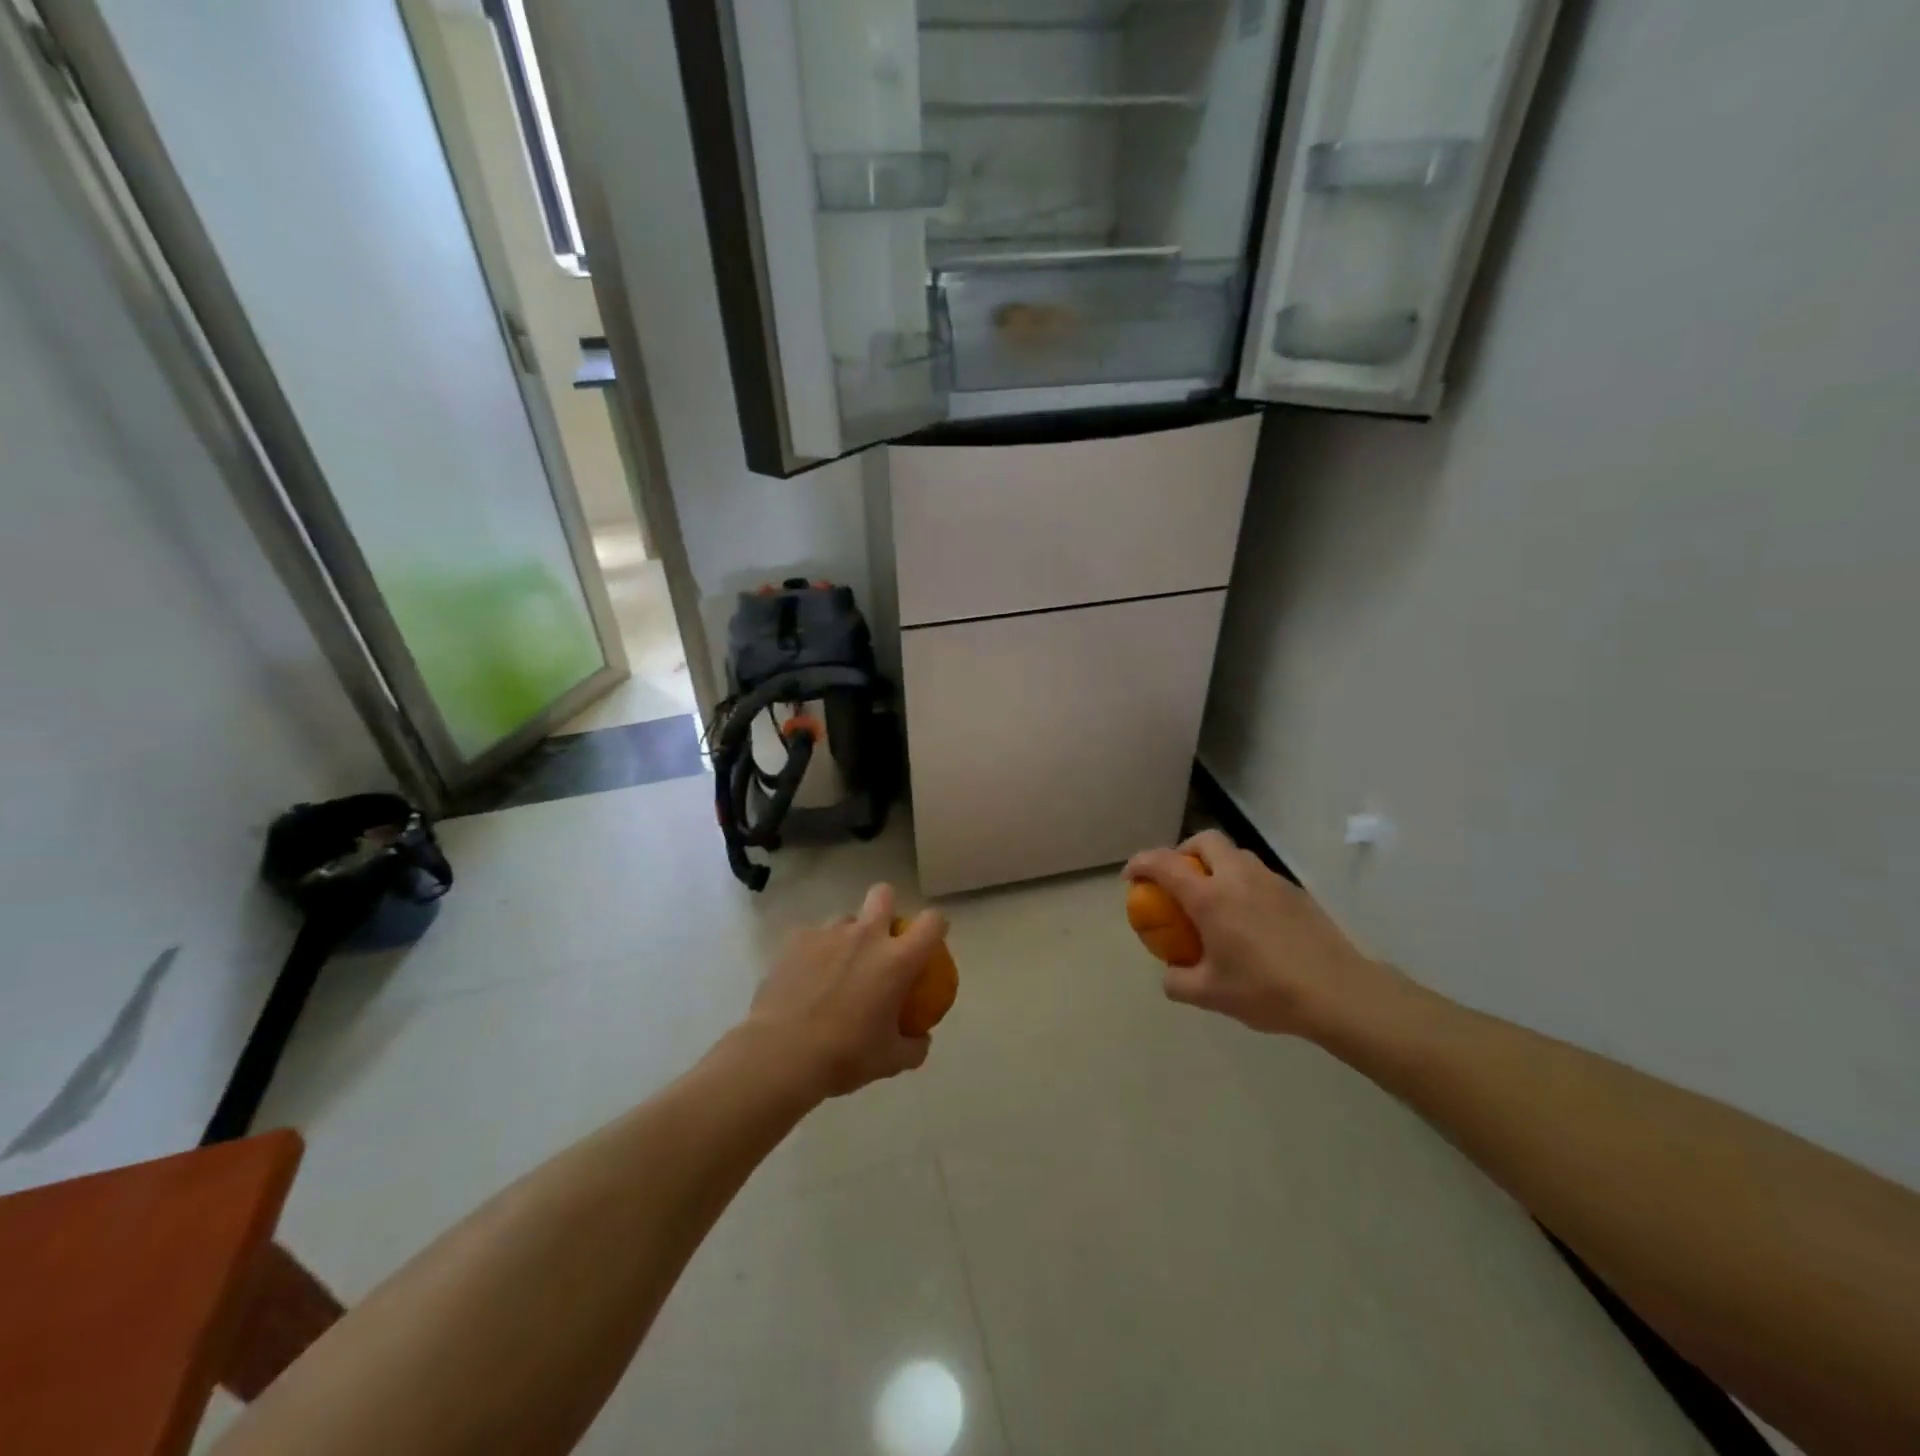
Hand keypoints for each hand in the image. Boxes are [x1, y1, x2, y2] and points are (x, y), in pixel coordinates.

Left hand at [743, 883, 943, 1097]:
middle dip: (886, 906)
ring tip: (836, 967)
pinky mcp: (796, 940)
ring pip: (845, 918)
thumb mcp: (890, 1061)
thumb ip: (914, 1047)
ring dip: (848, 935)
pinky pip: (813, 937)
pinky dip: (815, 953)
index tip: (930, 940)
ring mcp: (828, 934)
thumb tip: (922, 1039)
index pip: (932, 922)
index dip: (936, 925)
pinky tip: (805, 980)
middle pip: (883, 894)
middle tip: (881, 938)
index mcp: (897, 960)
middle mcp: (866, 936)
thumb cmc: (843, 1056)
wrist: (781, 1054)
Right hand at [1124, 830, 1405, 1038]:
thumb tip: (1170, 973)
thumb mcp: (1210, 995)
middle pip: (1205, 841)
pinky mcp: (1295, 892)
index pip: (1165, 864)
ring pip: (1235, 854)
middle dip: (1183, 851)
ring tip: (1213, 899)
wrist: (1338, 993)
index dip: (1141, 863)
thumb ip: (1178, 982)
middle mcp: (1238, 878)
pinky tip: (1249, 919)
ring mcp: (1270, 881)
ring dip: (1216, 865)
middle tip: (1178, 879)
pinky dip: (1242, 883)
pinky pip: (1258, 875)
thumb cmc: (1267, 990)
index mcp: (1210, 897)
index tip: (1131, 876)